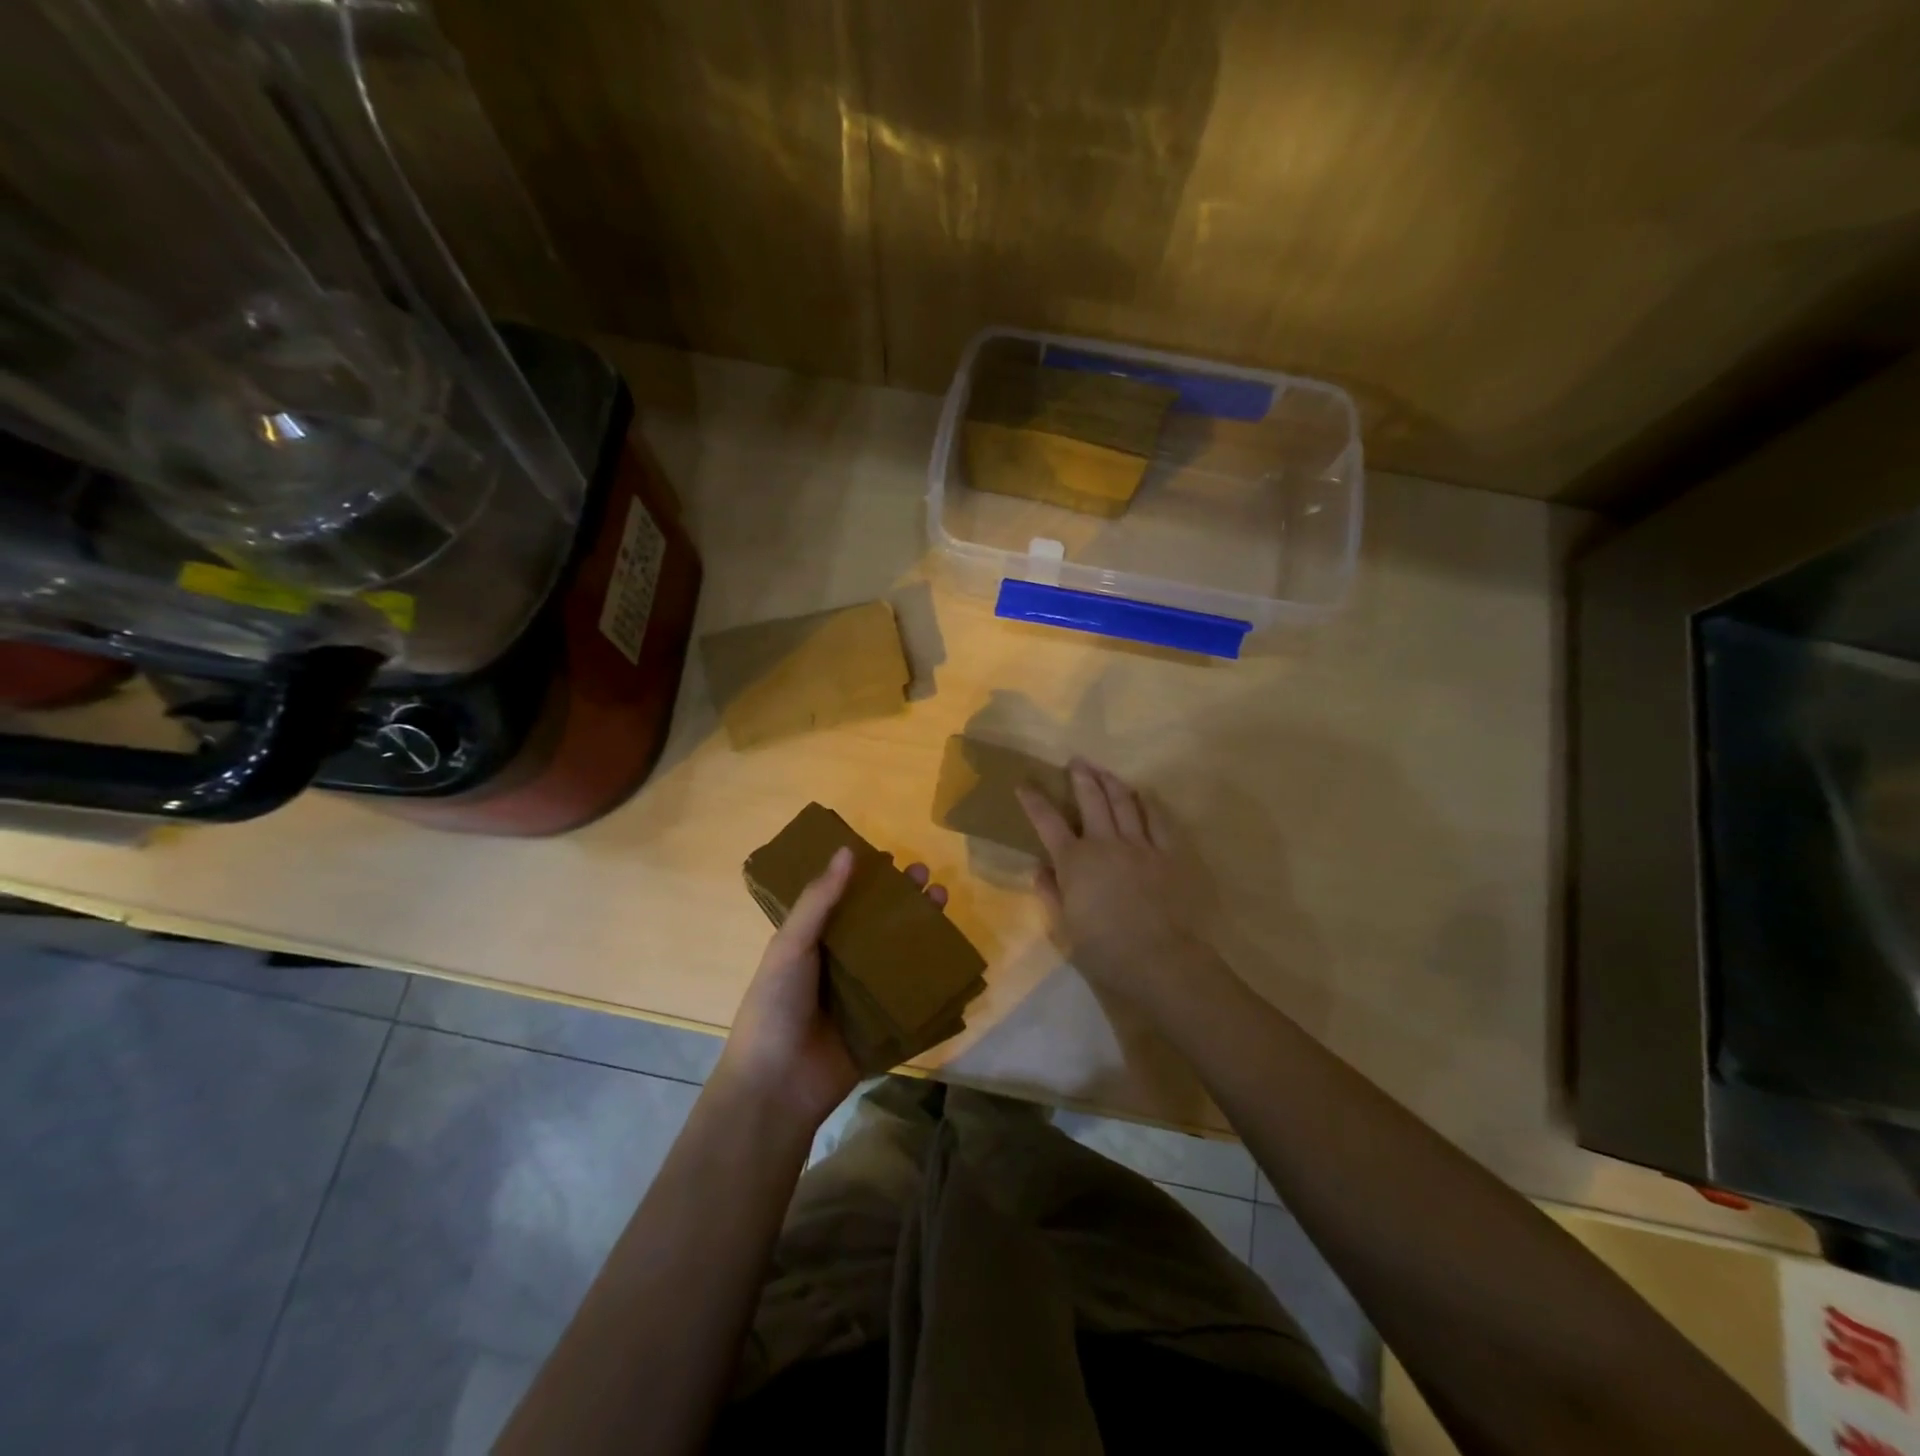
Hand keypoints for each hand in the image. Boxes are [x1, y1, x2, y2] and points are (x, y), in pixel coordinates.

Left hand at [716, 846, 949, 1133]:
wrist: (777, 1086)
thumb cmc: (776, 1005)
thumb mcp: (791, 945)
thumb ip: (818, 900)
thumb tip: (847, 850)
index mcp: (814, 942)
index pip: (846, 901)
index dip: (869, 879)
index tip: (894, 859)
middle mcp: (840, 964)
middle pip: (879, 924)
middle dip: (904, 900)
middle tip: (928, 878)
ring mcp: (863, 996)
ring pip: (899, 955)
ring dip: (922, 930)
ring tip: (944, 902)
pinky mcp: (883, 1025)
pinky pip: (911, 996)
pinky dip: (931, 977)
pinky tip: (954, 956)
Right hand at [1018, 760, 1200, 1004]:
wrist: (1158, 959)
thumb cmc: (1103, 949)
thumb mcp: (1065, 926)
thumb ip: (1051, 892)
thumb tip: (1040, 869)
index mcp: (1074, 861)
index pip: (1048, 822)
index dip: (1034, 800)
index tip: (1024, 784)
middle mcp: (1105, 843)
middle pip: (1091, 800)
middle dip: (1080, 777)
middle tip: (1075, 761)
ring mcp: (1140, 845)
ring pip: (1124, 803)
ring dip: (1111, 782)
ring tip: (1103, 770)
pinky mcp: (1168, 854)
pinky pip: (1158, 820)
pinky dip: (1148, 804)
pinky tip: (1143, 795)